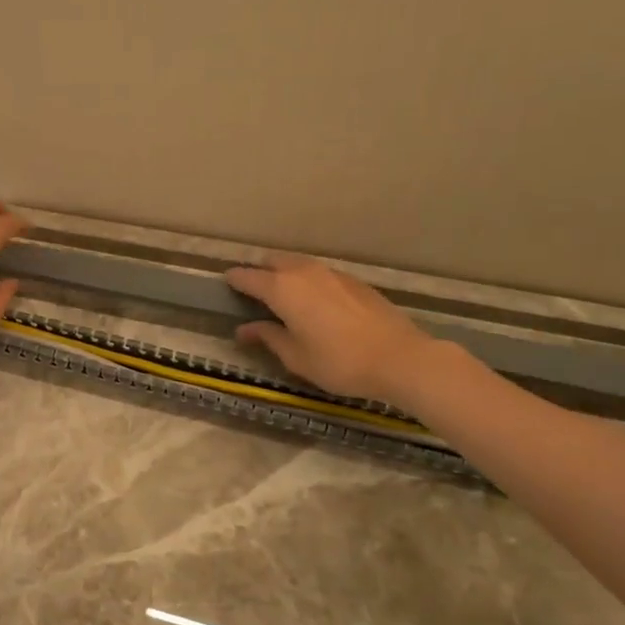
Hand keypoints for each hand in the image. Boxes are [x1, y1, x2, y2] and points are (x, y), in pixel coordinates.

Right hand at [224, 254, 439, 405]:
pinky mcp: (353, 281)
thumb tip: (245, 329)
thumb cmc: (339, 362)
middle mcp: (303, 272)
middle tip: (252, 290)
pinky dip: (307, 280)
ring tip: (281, 294)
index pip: (248, 277)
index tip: (225, 284)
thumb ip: (268, 337)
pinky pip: (319, 273)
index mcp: (282, 289)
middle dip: (259, 271)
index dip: (234, 280)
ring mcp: (331, 273)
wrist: (400, 358)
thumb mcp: (296, 357)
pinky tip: (313, 301)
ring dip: (284, 273)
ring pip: (297, 264)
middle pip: (272, 262)